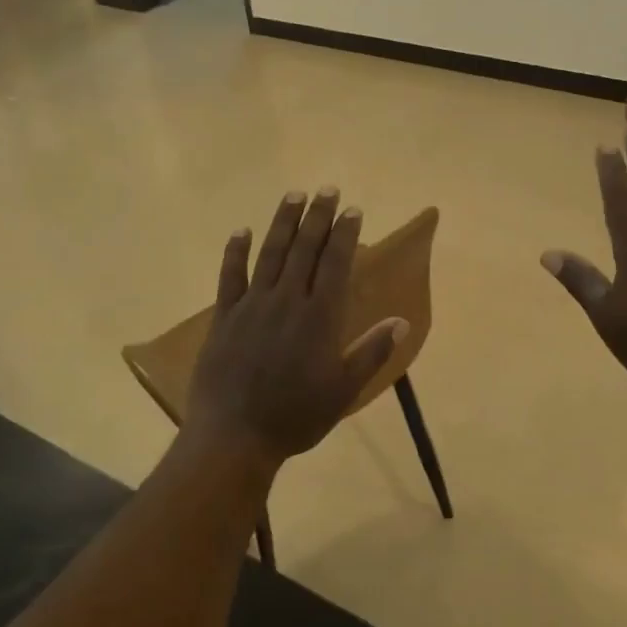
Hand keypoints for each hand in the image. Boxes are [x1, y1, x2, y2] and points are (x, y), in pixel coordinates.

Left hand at [185, 188, 406, 469]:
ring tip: (293, 195)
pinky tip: (242, 231)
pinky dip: (236, 251)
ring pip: (271, 253)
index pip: (335, 263)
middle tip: (326, 190)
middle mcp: (287, 300)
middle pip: (305, 249)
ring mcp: (252, 305)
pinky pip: (230, 275)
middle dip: (318, 217)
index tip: (352, 210)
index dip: (345, 234)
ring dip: (283, 222)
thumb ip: (372, 352)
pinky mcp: (224, 317)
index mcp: (319, 317)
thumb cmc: (296, 416)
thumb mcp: (343, 390)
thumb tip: (402, 321)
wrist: (234, 436)